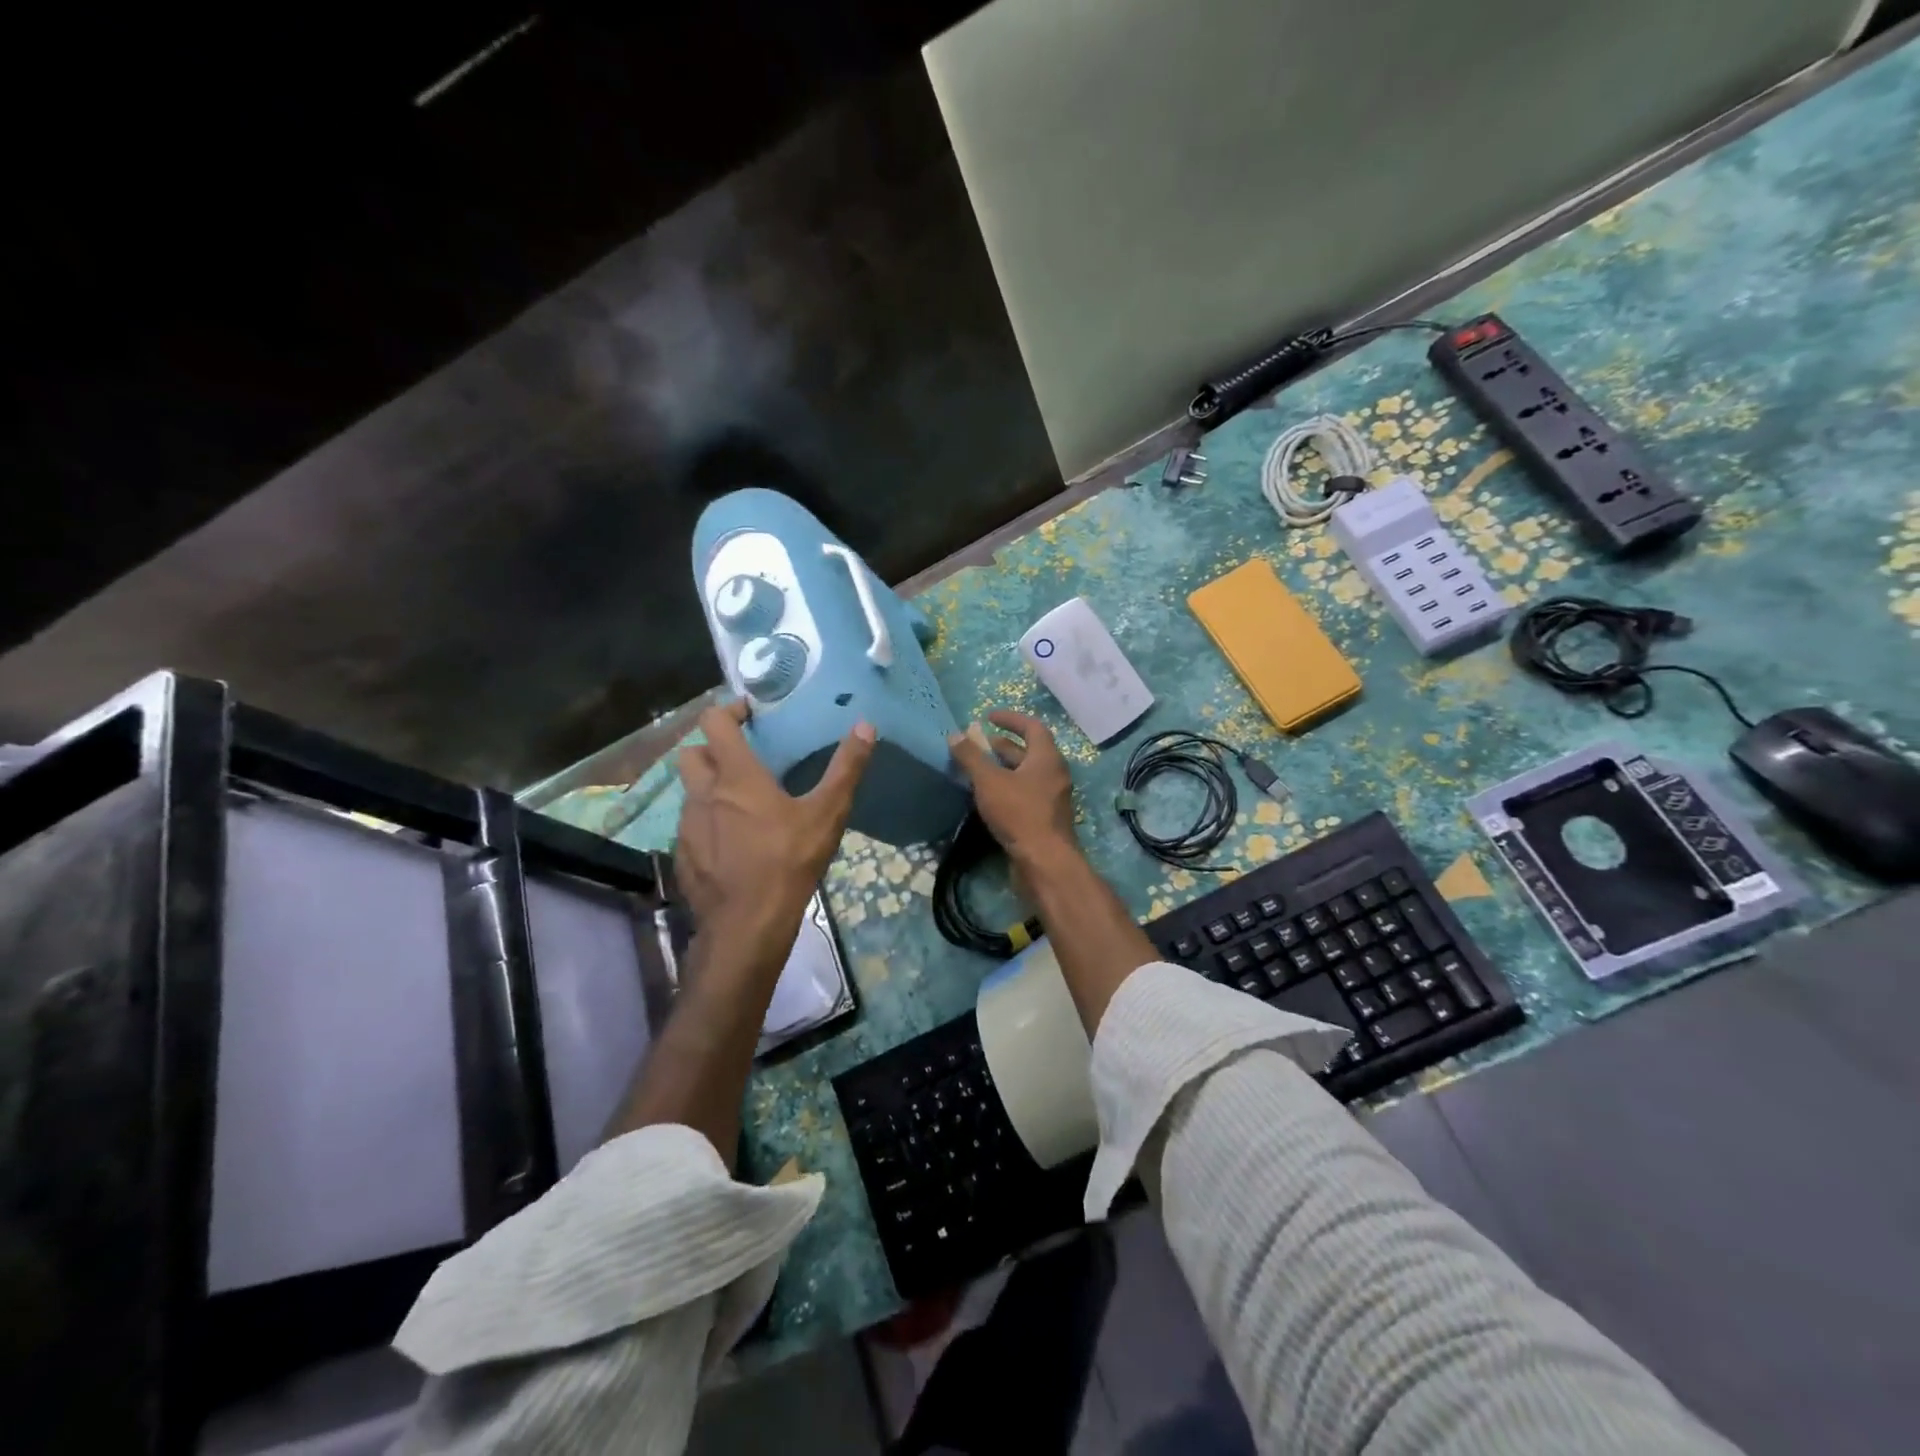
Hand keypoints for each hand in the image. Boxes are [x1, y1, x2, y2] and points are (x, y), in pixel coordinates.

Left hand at [675, 701, 874, 940]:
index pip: (714, 723)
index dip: (728, 710)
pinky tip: (730, 843)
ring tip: (740, 803)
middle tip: (741, 758)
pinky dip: (706, 823)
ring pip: (689, 793)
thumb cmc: (789, 862)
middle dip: (711, 748)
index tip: (749, 714)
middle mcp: (703, 794)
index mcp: (736, 776)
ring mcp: (687, 826)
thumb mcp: (827, 814)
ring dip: (709, 788)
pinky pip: (689, 827)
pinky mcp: (683, 856)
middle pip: (691, 754)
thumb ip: (846, 768)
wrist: (747, 925)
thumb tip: (866, 726)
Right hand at [947, 710, 1077, 866]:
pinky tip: (987, 797)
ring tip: (978, 770)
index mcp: (1047, 758)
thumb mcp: (989, 781)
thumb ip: (971, 757)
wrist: (1044, 861)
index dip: (1010, 719)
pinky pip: (1025, 794)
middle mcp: (1054, 774)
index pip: (1032, 727)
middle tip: (978, 745)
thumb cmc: (1019, 813)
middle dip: (1002, 746)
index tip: (988, 717)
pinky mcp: (1045, 819)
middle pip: (1029, 752)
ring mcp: (1051, 798)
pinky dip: (1007, 788)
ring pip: (1026, 775)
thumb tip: (955, 736)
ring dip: (1003, 769)